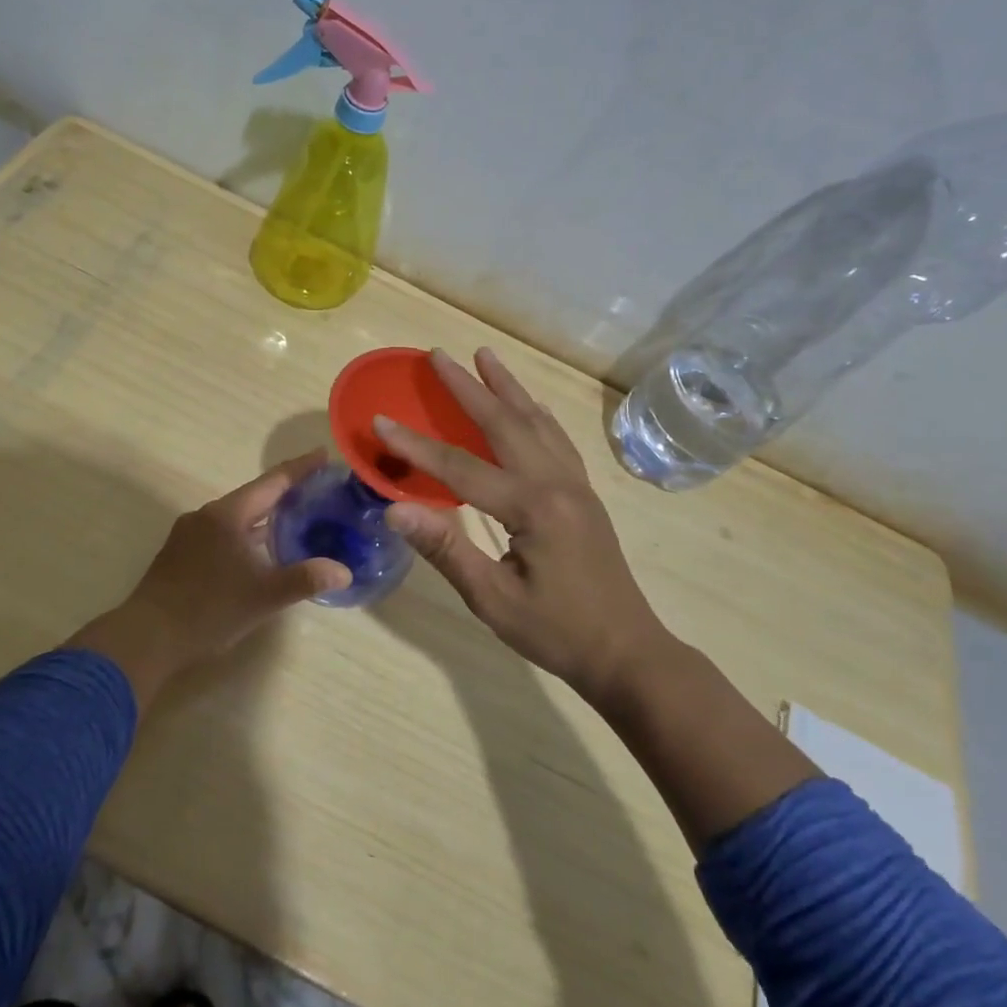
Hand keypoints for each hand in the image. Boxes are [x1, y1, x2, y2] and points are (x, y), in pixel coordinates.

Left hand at [68, 451, 351, 708]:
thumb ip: (304, 580)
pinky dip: (246, 533)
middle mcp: (207, 515)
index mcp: (228, 515)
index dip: (300, 468)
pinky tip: (258, 551)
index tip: (323, 454)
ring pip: (236, 516)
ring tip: (294, 519)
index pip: (272, 482)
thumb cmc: (208, 609)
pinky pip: (222, 532)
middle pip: (254, 496)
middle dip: (285, 492)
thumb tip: (343, 572)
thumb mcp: (263, 596)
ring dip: (264, 515)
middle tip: (316, 490)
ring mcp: (190, 534)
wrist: (147, 637)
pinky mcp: (181, 553)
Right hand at [377, 348, 671, 697]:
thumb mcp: (493, 599)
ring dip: (508, 387)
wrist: (626, 652)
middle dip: (468, 387)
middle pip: (504, 423)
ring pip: (536, 422)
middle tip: (438, 354)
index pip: (460, 467)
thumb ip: (445, 549)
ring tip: (485, 356)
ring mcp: (575, 485)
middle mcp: (556, 483)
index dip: (415, 445)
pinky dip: (536, 413)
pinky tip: (529, 405)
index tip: (380, 420)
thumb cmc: (556, 631)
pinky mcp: (583, 494)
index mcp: (532, 507)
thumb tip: (394, 511)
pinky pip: (556, 439)